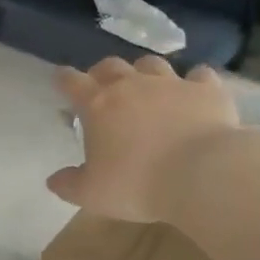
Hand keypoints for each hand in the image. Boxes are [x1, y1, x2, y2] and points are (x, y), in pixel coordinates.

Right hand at [48, 56, 238, 224]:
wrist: (201, 174)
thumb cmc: (137, 184)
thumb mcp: (93, 194)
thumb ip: (70, 185)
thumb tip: (53, 180)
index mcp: (99, 106)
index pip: (72, 82)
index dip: (64, 79)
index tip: (61, 79)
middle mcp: (132, 85)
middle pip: (111, 66)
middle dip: (102, 73)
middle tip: (102, 86)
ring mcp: (171, 83)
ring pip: (152, 64)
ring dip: (144, 72)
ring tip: (146, 85)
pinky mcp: (206, 90)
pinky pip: (198, 75)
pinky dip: (193, 81)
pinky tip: (194, 91)